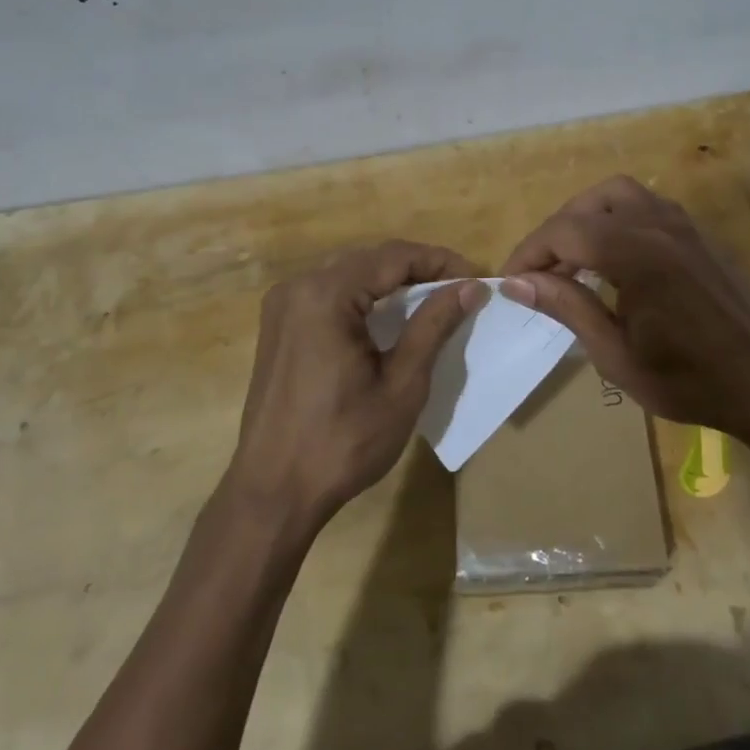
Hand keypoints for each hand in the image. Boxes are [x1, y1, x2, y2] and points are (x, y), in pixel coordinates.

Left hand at [226, 241, 485, 528]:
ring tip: (433, 299)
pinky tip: (388, 317)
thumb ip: (433, 326)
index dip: (440, 261)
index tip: (476, 278)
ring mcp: (282, 305)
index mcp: (326, 296)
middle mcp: (298, 287)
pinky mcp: (278, 325)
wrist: (273, 492)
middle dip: (418, 268)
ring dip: (391, 281)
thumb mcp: (401, 385)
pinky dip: (364, 297)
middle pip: (370, 259)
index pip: (394, 257)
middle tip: (459, 289)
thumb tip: (469, 286)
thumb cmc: (343, 443)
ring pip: (349, 273)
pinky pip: (329, 293)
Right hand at [500, 176, 749, 447]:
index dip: (530, 252)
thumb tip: (515, 283)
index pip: (565, 231)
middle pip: (589, 203)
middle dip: (556, 232)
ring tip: (573, 258)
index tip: (510, 281)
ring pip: (620, 193)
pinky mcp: (699, 234)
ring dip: (587, 216)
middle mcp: (659, 225)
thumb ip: (566, 307)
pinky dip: (617, 218)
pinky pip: (648, 206)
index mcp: (636, 255)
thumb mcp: (615, 354)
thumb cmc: (687, 380)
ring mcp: (684, 225)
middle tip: (541, 272)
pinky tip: (614, 258)